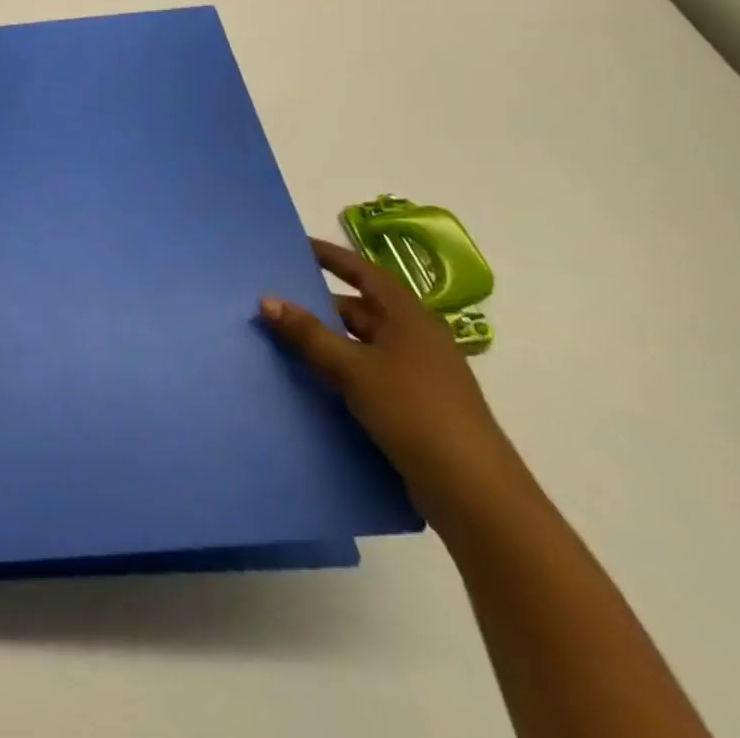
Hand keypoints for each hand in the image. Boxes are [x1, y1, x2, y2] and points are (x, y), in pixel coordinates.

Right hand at [260, 238, 523, 527]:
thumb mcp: (353, 368)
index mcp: (409, 317)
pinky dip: (339, 371)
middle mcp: (416, 338)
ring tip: (282, 340)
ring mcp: (418, 375)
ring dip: (326, 341)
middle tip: (275, 301)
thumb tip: (266, 299)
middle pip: (360, 310)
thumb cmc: (414, 411)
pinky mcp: (414, 407)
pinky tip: (310, 381)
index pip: (364, 272)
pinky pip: (367, 375)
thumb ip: (308, 334)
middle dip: (319, 305)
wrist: (473, 493)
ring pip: (361, 345)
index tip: (297, 247)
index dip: (331, 257)